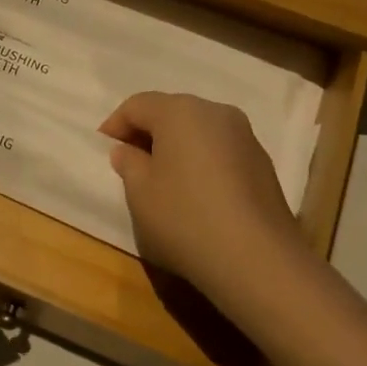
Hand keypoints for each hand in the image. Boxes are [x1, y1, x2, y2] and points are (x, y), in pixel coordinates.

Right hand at [101, 92, 317, 330]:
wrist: (258, 260)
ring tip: (162, 180)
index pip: (137, 105)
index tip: (104, 149)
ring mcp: (245, 137)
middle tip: (129, 162)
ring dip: (176, 147)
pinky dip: (201, 162)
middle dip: (147, 133)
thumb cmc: (185, 218)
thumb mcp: (140, 192)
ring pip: (198, 131)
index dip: (115, 125)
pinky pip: (220, 151)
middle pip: (171, 112)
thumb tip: (128, 151)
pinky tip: (194, 193)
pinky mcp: (262, 164)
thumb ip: (129, 163)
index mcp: (181, 111)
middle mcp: (216, 113)